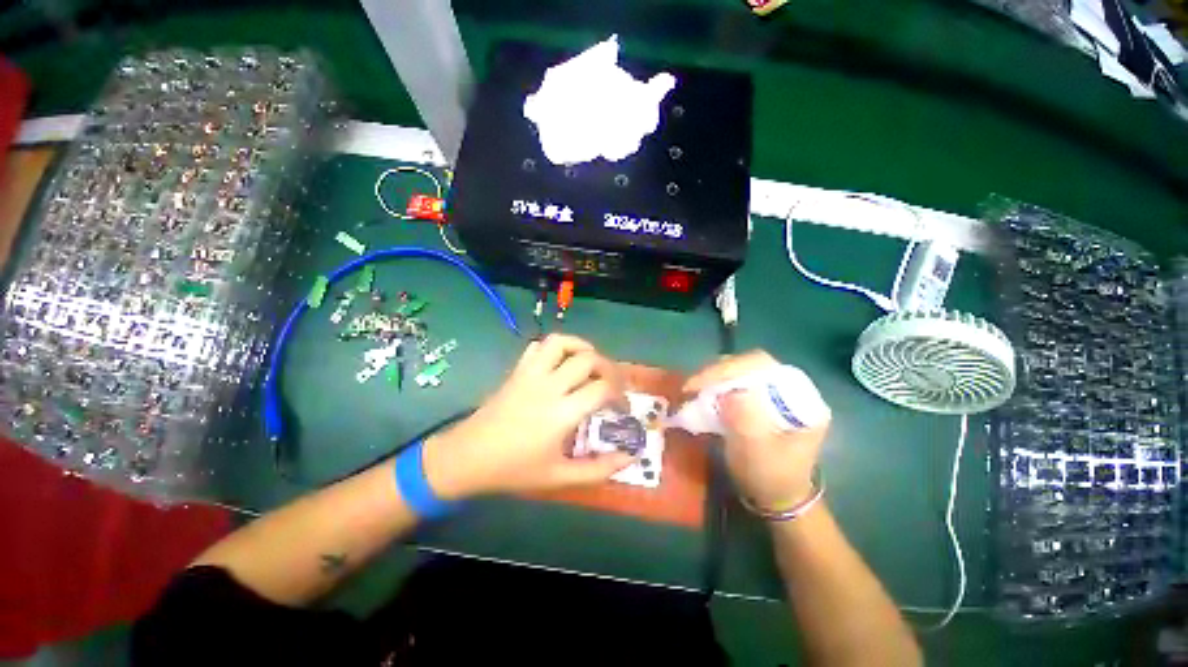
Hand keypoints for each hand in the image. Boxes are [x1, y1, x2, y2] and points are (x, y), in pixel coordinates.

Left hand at [422, 334, 634, 498]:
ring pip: (562, 343)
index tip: (622, 406)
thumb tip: (630, 457)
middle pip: (588, 359)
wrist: (468, 457)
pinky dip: (556, 348)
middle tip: (612, 383)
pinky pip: (539, 346)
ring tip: (591, 362)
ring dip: (582, 347)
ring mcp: (531, 374)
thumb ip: (598, 469)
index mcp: (561, 413)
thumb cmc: (514, 470)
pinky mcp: (517, 370)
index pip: (602, 388)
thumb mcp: (559, 477)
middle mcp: (549, 386)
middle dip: (608, 368)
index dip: (619, 394)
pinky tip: (561, 363)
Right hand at [684, 350, 828, 509]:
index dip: (728, 369)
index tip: (699, 383)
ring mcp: (776, 393)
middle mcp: (791, 390)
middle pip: (751, 364)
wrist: (778, 498)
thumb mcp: (757, 453)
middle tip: (693, 385)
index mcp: (801, 400)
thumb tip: (727, 392)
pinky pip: (737, 382)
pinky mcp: (762, 399)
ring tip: (695, 388)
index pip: (763, 366)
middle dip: (719, 371)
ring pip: (742, 370)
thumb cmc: (770, 478)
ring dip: (716, 376)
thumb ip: (745, 420)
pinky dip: (718, 384)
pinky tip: (705, 393)